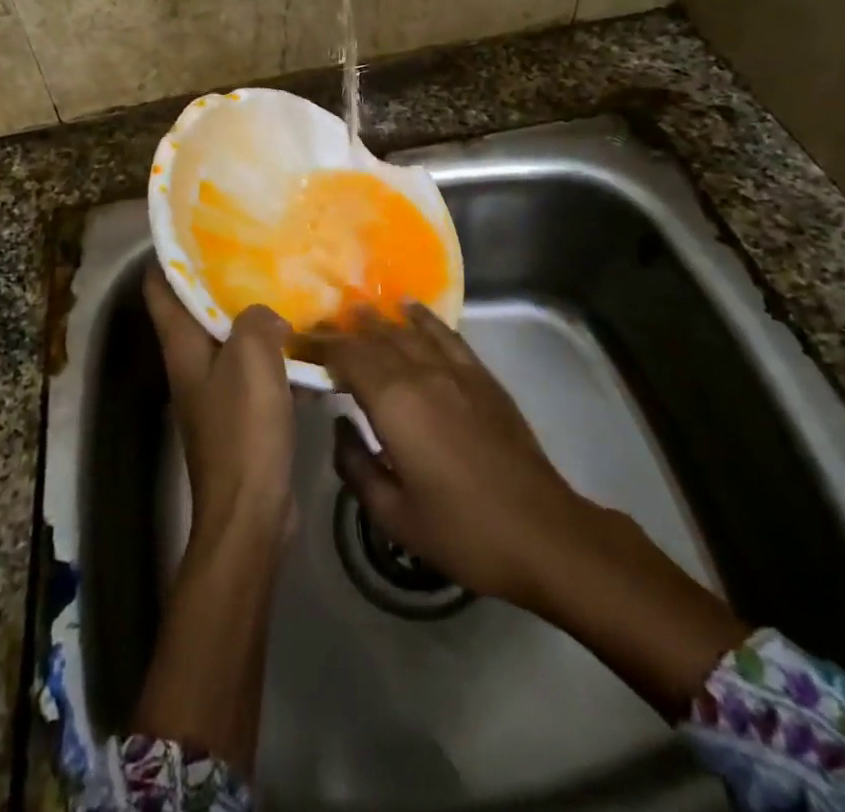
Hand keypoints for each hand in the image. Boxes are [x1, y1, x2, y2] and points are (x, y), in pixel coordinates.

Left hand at [143, 263, 295, 546]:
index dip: (169, 254)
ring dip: (251, 315)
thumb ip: (257, 320)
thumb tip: (267, 315)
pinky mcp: (238, 414)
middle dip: (220, 278)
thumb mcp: (251, 358)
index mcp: (181, 345)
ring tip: (285, 285)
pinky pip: (252, 368)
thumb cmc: (243, 428)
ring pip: (228, 338)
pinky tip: (303, 341)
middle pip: (195, 309)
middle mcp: (190, 363)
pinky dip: (271, 351)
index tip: (197, 226)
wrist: (251, 511)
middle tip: (255, 249)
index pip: (158, 287)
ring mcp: (213, 390)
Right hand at [294, 303, 577, 604]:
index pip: (348, 357)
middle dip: (344, 330)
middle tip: (320, 328)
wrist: (542, 532)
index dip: (322, 346)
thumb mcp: (392, 514)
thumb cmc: (461, 530)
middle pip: (376, 339)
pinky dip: (424, 319)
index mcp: (394, 403)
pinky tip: (410, 310)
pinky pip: (446, 335)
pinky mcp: (482, 377)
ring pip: (408, 332)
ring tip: (356, 311)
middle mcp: (422, 373)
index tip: (302, 345)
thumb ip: (355, 465)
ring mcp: (456, 371)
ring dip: (380, 320)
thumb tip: (341, 426)